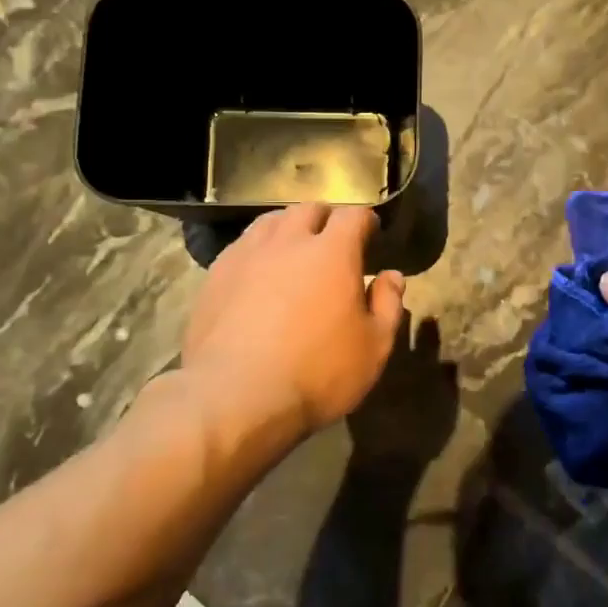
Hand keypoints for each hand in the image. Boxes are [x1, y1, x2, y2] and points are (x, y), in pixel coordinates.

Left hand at [181, 205, 405, 457]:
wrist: (236, 397)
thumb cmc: (317, 373)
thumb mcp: (374, 347)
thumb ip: (388, 305)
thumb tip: (391, 276)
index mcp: (332, 252)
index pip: (353, 216)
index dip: (365, 220)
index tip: (371, 232)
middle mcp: (288, 241)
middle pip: (308, 210)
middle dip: (326, 219)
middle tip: (333, 241)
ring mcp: (247, 255)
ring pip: (270, 222)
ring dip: (288, 228)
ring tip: (294, 249)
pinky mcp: (216, 276)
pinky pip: (242, 246)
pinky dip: (258, 250)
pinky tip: (259, 273)